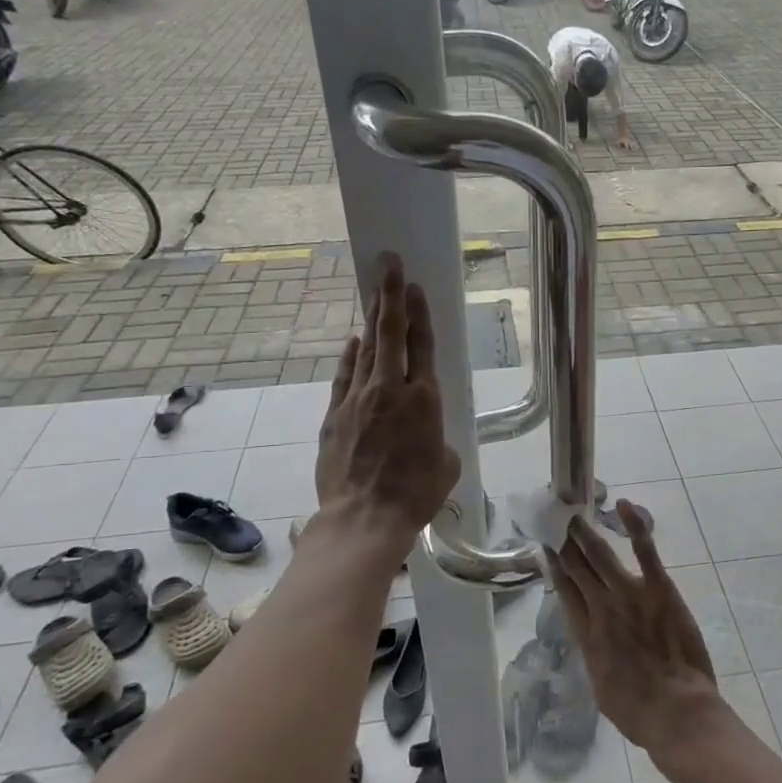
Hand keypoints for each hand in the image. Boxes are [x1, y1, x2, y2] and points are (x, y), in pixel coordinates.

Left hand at [313, 254, 460, 552]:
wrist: (365, 518)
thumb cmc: (416, 494)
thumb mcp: (446, 465)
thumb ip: (440, 440)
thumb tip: (428, 438)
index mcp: (425, 399)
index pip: (423, 345)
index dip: (420, 313)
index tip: (415, 286)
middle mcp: (390, 390)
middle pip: (391, 334)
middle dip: (391, 295)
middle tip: (389, 264)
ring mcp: (358, 399)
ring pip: (366, 350)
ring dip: (372, 320)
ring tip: (375, 294)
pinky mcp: (335, 415)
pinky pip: (344, 376)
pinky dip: (350, 357)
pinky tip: (353, 342)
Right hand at [550, 502, 720, 753]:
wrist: (674, 712)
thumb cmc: (638, 712)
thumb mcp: (601, 687)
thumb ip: (595, 656)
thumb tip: (594, 641)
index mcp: (586, 634)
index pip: (565, 590)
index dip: (555, 567)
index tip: (547, 548)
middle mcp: (600, 607)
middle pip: (578, 567)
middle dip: (566, 543)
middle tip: (558, 521)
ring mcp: (628, 594)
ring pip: (601, 554)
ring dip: (586, 533)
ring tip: (575, 515)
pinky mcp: (658, 588)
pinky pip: (644, 550)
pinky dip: (634, 525)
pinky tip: (624, 505)